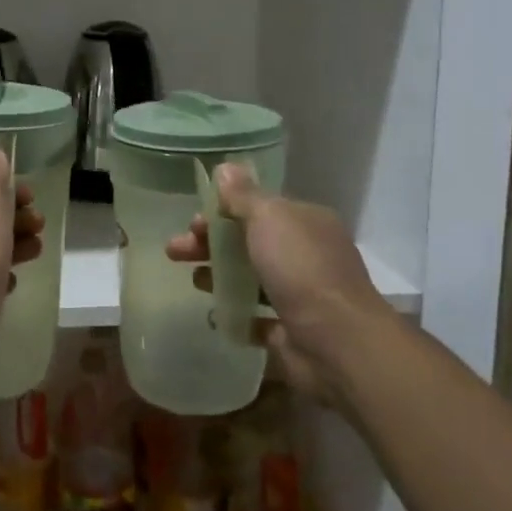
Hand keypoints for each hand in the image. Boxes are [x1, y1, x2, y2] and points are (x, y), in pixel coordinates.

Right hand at [165, 164, 391, 403]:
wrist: (336, 343)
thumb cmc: (300, 269)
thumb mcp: (268, 218)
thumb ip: (242, 195)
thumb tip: (225, 168)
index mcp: (306, 223)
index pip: (259, 210)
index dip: (222, 212)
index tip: (192, 222)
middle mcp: (306, 256)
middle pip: (248, 243)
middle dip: (210, 244)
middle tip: (175, 251)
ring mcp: (300, 295)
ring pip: (251, 279)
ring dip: (219, 277)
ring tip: (194, 282)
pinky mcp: (291, 332)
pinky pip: (257, 319)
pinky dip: (235, 315)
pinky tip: (214, 314)